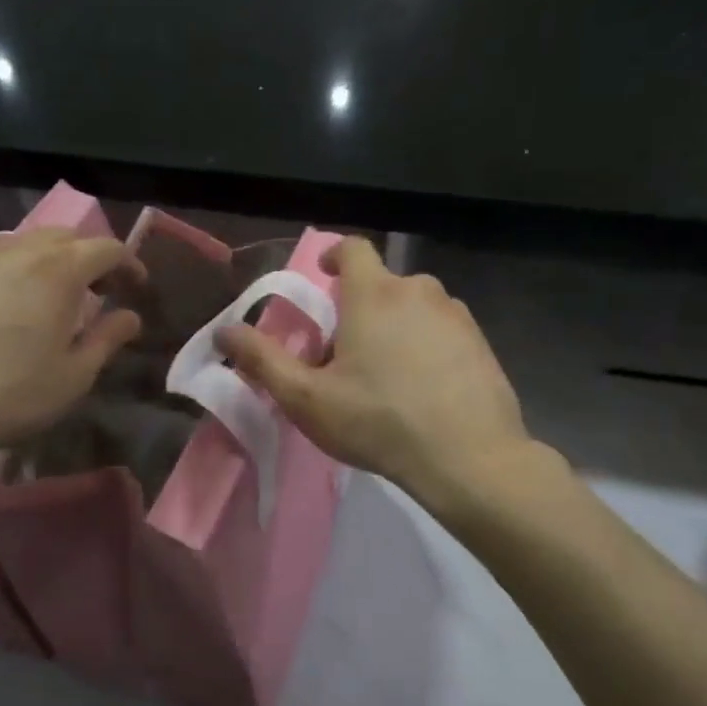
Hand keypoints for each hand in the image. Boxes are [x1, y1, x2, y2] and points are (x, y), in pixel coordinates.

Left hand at [0, 228, 140, 504]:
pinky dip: (9, 271)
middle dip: (89, 256)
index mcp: (57, 271)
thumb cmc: (9, 395)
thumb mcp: (73, 377)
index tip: (137, 286)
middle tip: (99, 289)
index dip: (129, 263)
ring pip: (21, 244)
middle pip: (63, 237)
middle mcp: (15, 251)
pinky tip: (2, 305)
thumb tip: (130, 316)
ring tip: (50, 296)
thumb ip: (107, 339)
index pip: (105, 248)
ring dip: (47, 261)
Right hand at [220, 237, 531, 509]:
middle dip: (362, 306)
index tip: (324, 275)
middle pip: (383, 284)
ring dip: (397, 326)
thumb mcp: (307, 398)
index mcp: (374, 294)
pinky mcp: (482, 343)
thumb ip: (263, 360)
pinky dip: (428, 346)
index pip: (353, 248)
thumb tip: (224, 331)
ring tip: (387, 374)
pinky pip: (444, 331)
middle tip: (347, 352)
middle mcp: (419, 291)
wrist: (467, 456)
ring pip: (416, 308)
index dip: (334, 255)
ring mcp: (457, 316)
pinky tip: (424, 388)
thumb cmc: (378, 421)